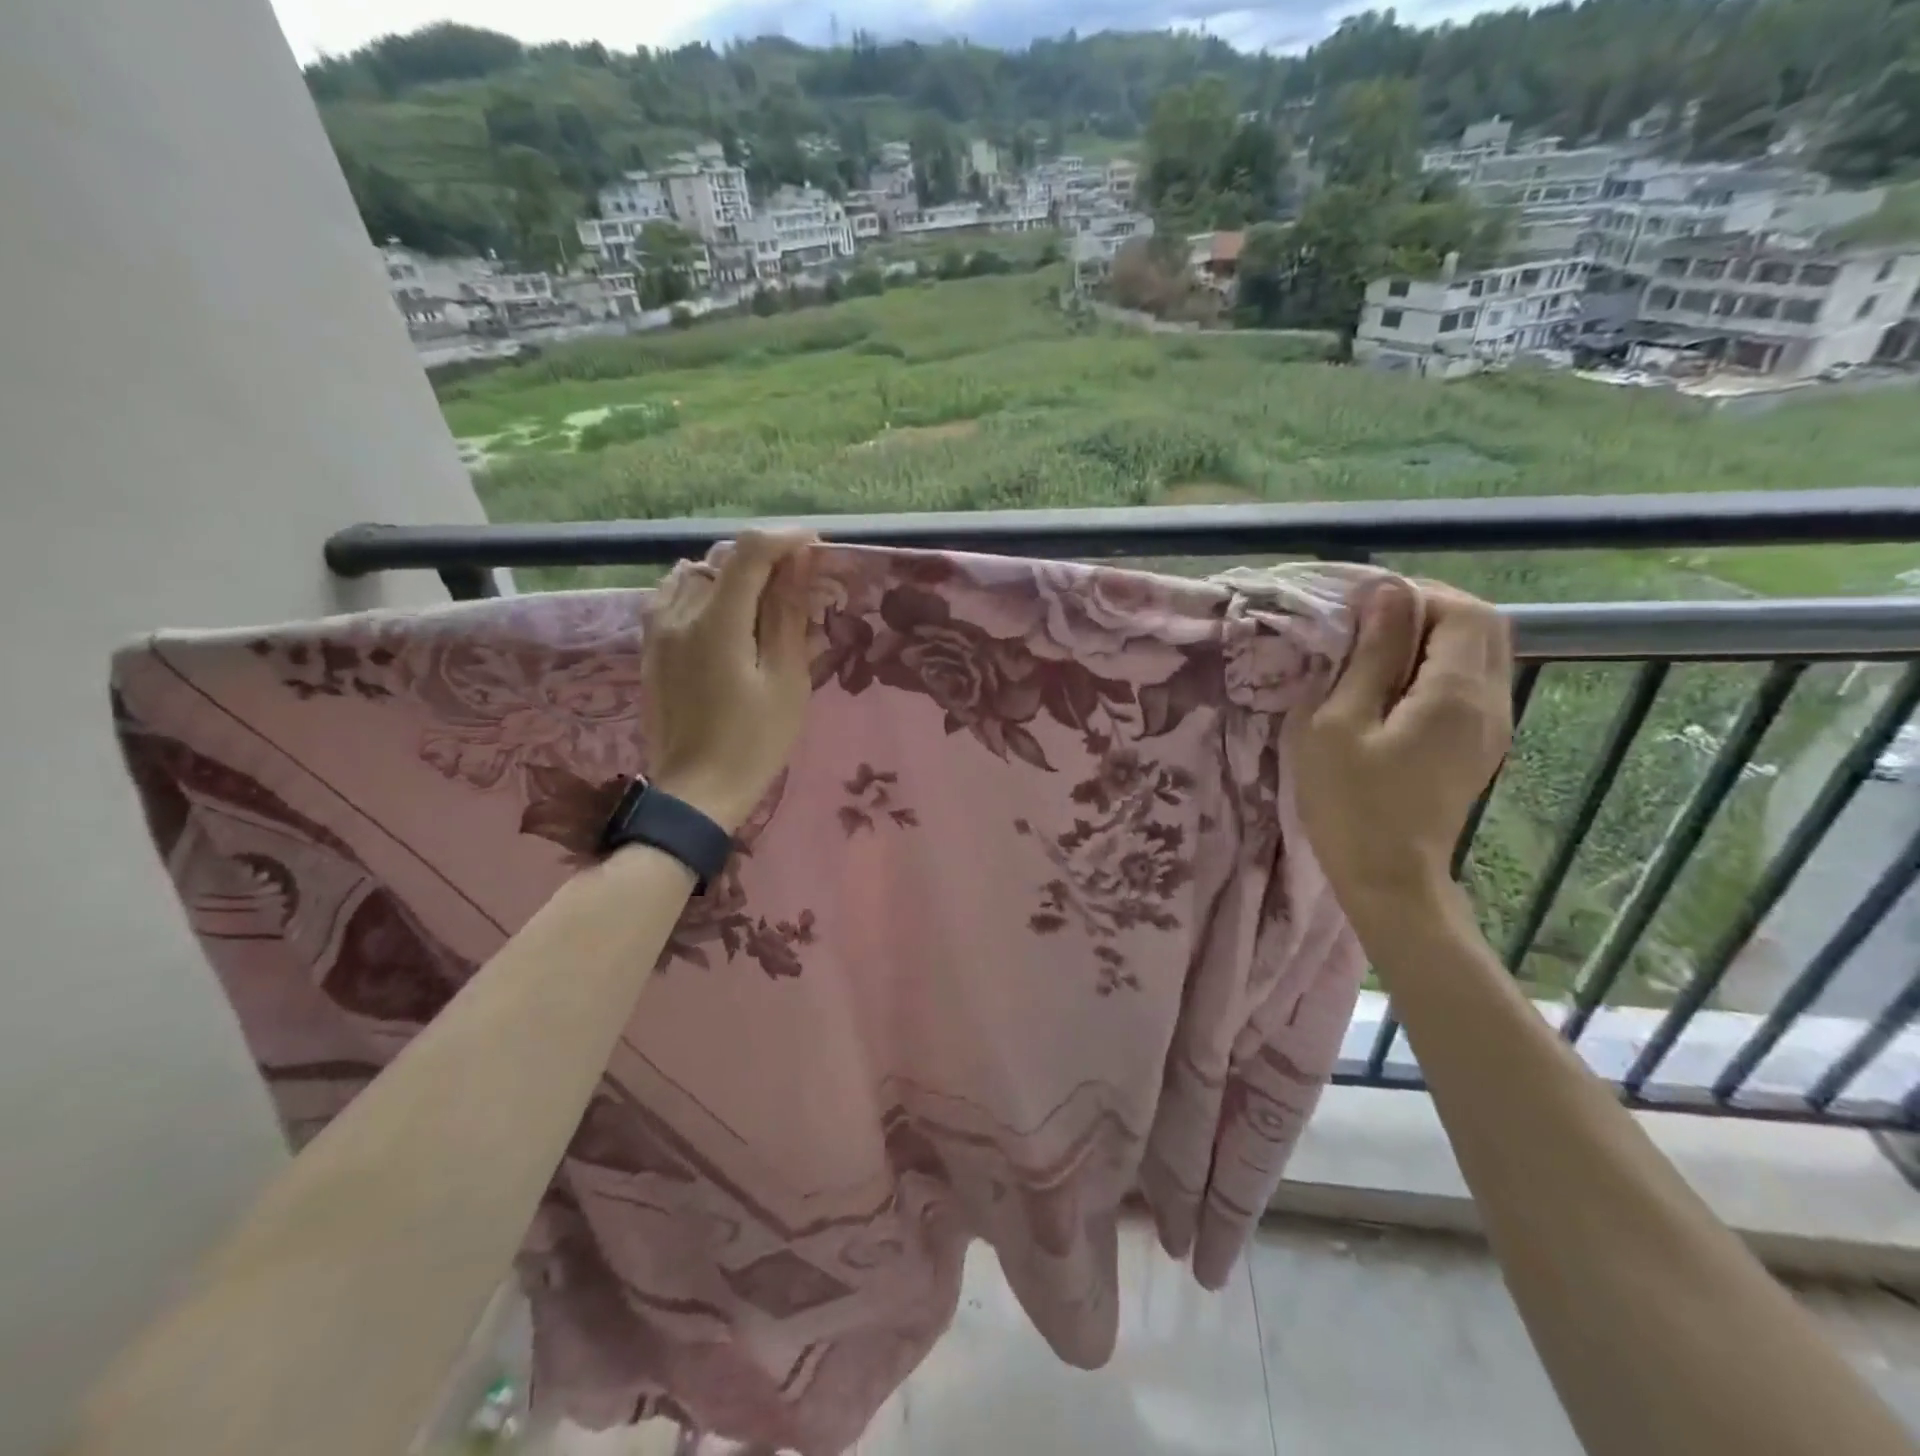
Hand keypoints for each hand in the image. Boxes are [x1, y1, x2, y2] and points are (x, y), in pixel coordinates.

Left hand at [643, 530, 816, 832]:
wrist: (696, 792)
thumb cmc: (753, 743)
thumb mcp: (785, 682)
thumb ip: (787, 616)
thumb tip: (798, 564)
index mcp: (716, 623)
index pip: (749, 552)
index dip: (785, 539)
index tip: (815, 548)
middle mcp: (679, 614)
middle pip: (722, 559)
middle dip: (764, 561)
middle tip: (796, 587)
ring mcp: (656, 630)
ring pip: (694, 574)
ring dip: (731, 576)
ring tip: (758, 604)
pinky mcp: (649, 648)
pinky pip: (672, 596)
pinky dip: (701, 592)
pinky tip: (720, 618)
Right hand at [1293, 579, 1513, 933]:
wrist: (1388, 878)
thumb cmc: (1350, 802)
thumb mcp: (1338, 724)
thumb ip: (1369, 656)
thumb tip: (1387, 593)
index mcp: (1456, 694)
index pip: (1462, 611)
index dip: (1416, 595)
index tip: (1363, 606)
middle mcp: (1491, 702)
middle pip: (1483, 627)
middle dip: (1429, 610)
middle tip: (1370, 623)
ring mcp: (1492, 727)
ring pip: (1482, 654)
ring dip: (1434, 638)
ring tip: (1377, 651)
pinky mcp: (1480, 746)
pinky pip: (1472, 683)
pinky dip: (1438, 667)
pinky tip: (1394, 686)